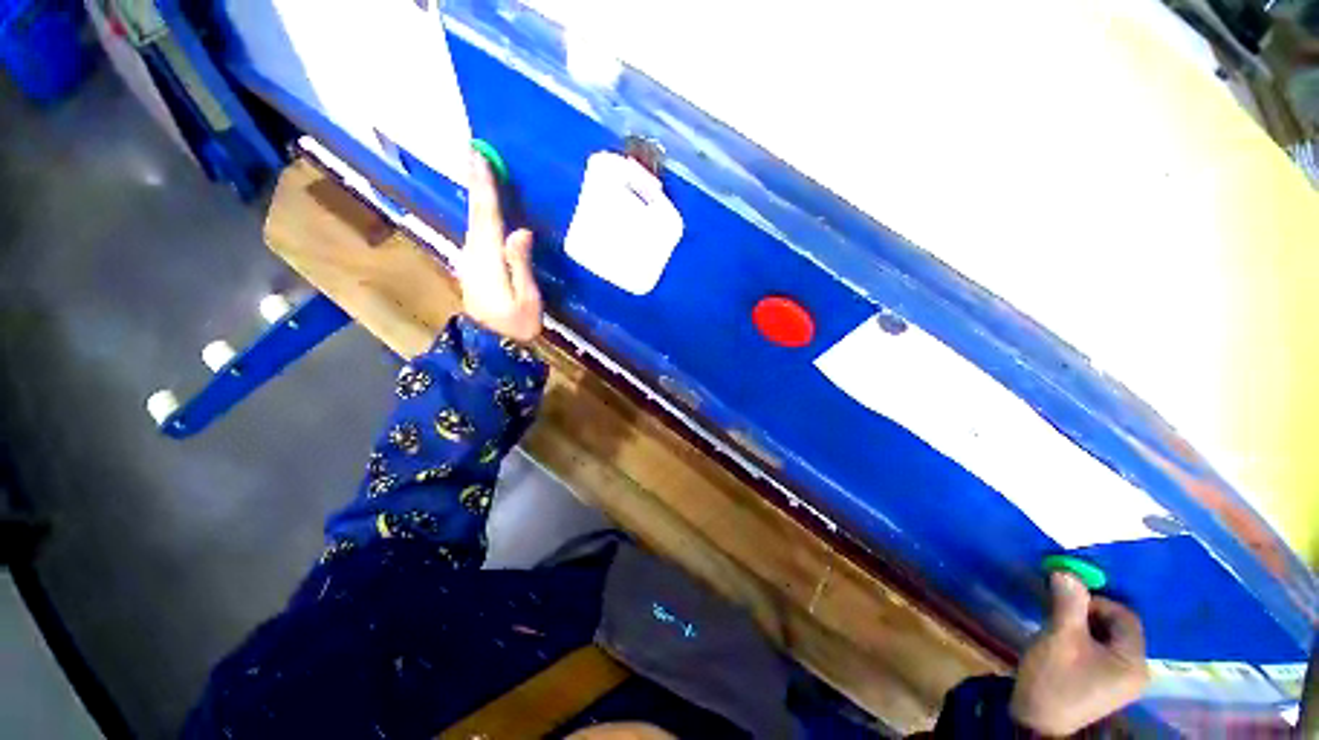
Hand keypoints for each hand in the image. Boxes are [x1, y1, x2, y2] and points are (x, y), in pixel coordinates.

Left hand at [458, 148, 541, 342]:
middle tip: (476, 154)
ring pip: (474, 222)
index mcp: (489, 259)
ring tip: (482, 173)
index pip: (486, 216)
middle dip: (476, 184)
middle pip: (475, 214)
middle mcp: (473, 254)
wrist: (490, 345)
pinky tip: (486, 210)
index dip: (484, 187)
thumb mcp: (526, 298)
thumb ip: (520, 264)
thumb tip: (520, 231)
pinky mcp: (473, 267)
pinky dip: (480, 216)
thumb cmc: (515, 325)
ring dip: (477, 198)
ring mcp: (470, 261)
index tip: (478, 156)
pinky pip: (477, 233)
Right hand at [1009, 572, 1148, 736]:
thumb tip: (1066, 571)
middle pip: (1119, 627)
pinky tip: (1064, 646)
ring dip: (1085, 627)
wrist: (1038, 721)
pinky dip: (1085, 642)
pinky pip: (1103, 653)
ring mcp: (1123, 681)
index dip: (1096, 602)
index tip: (1065, 602)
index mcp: (1134, 662)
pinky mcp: (1107, 686)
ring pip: (1109, 639)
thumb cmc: (1054, 679)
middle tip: (1059, 613)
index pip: (1125, 616)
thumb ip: (1068, 604)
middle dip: (1089, 615)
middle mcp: (1137, 671)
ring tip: (1058, 628)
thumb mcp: (1059, 638)